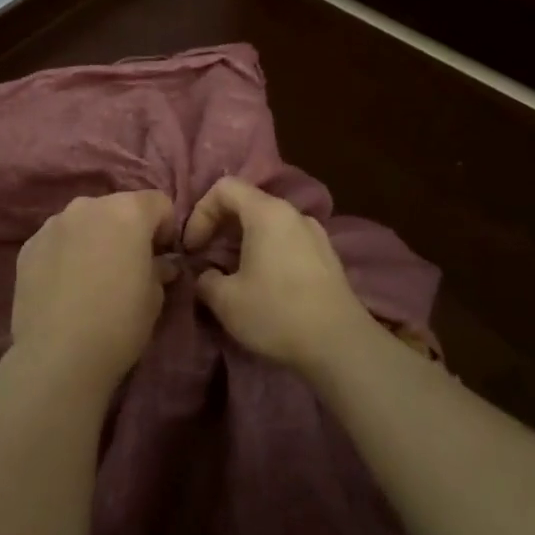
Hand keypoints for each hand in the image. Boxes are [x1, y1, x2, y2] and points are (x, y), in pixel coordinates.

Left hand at [8, 191, 178, 391]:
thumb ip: (159, 268)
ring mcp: (53, 224)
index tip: (162, 256)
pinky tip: (66, 286)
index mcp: (127, 211)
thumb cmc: (119, 323)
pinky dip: (66, 253)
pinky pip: (57, 240)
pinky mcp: (28, 245)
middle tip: (128, 266)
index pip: (158, 203)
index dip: (165, 228)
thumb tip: (161, 263)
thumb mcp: (154, 297)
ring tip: (92, 277)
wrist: (57, 355)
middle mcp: (88, 206)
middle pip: (117, 207)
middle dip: (127, 230)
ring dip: (94, 238)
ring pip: (84, 221)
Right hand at [184, 177, 374, 369]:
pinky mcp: (327, 257)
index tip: (193, 248)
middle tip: (205, 258)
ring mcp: (315, 234)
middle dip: (219, 227)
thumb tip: (205, 275)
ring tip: (232, 273)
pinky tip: (263, 284)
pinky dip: (266, 252)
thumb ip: (205, 279)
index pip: (224, 188)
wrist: (342, 346)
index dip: (200, 213)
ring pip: (268, 224)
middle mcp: (293, 214)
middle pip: (247, 203)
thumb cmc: (277, 313)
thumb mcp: (226, 300)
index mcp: (267, 212)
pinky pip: (286, 241)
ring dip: (243, 242)